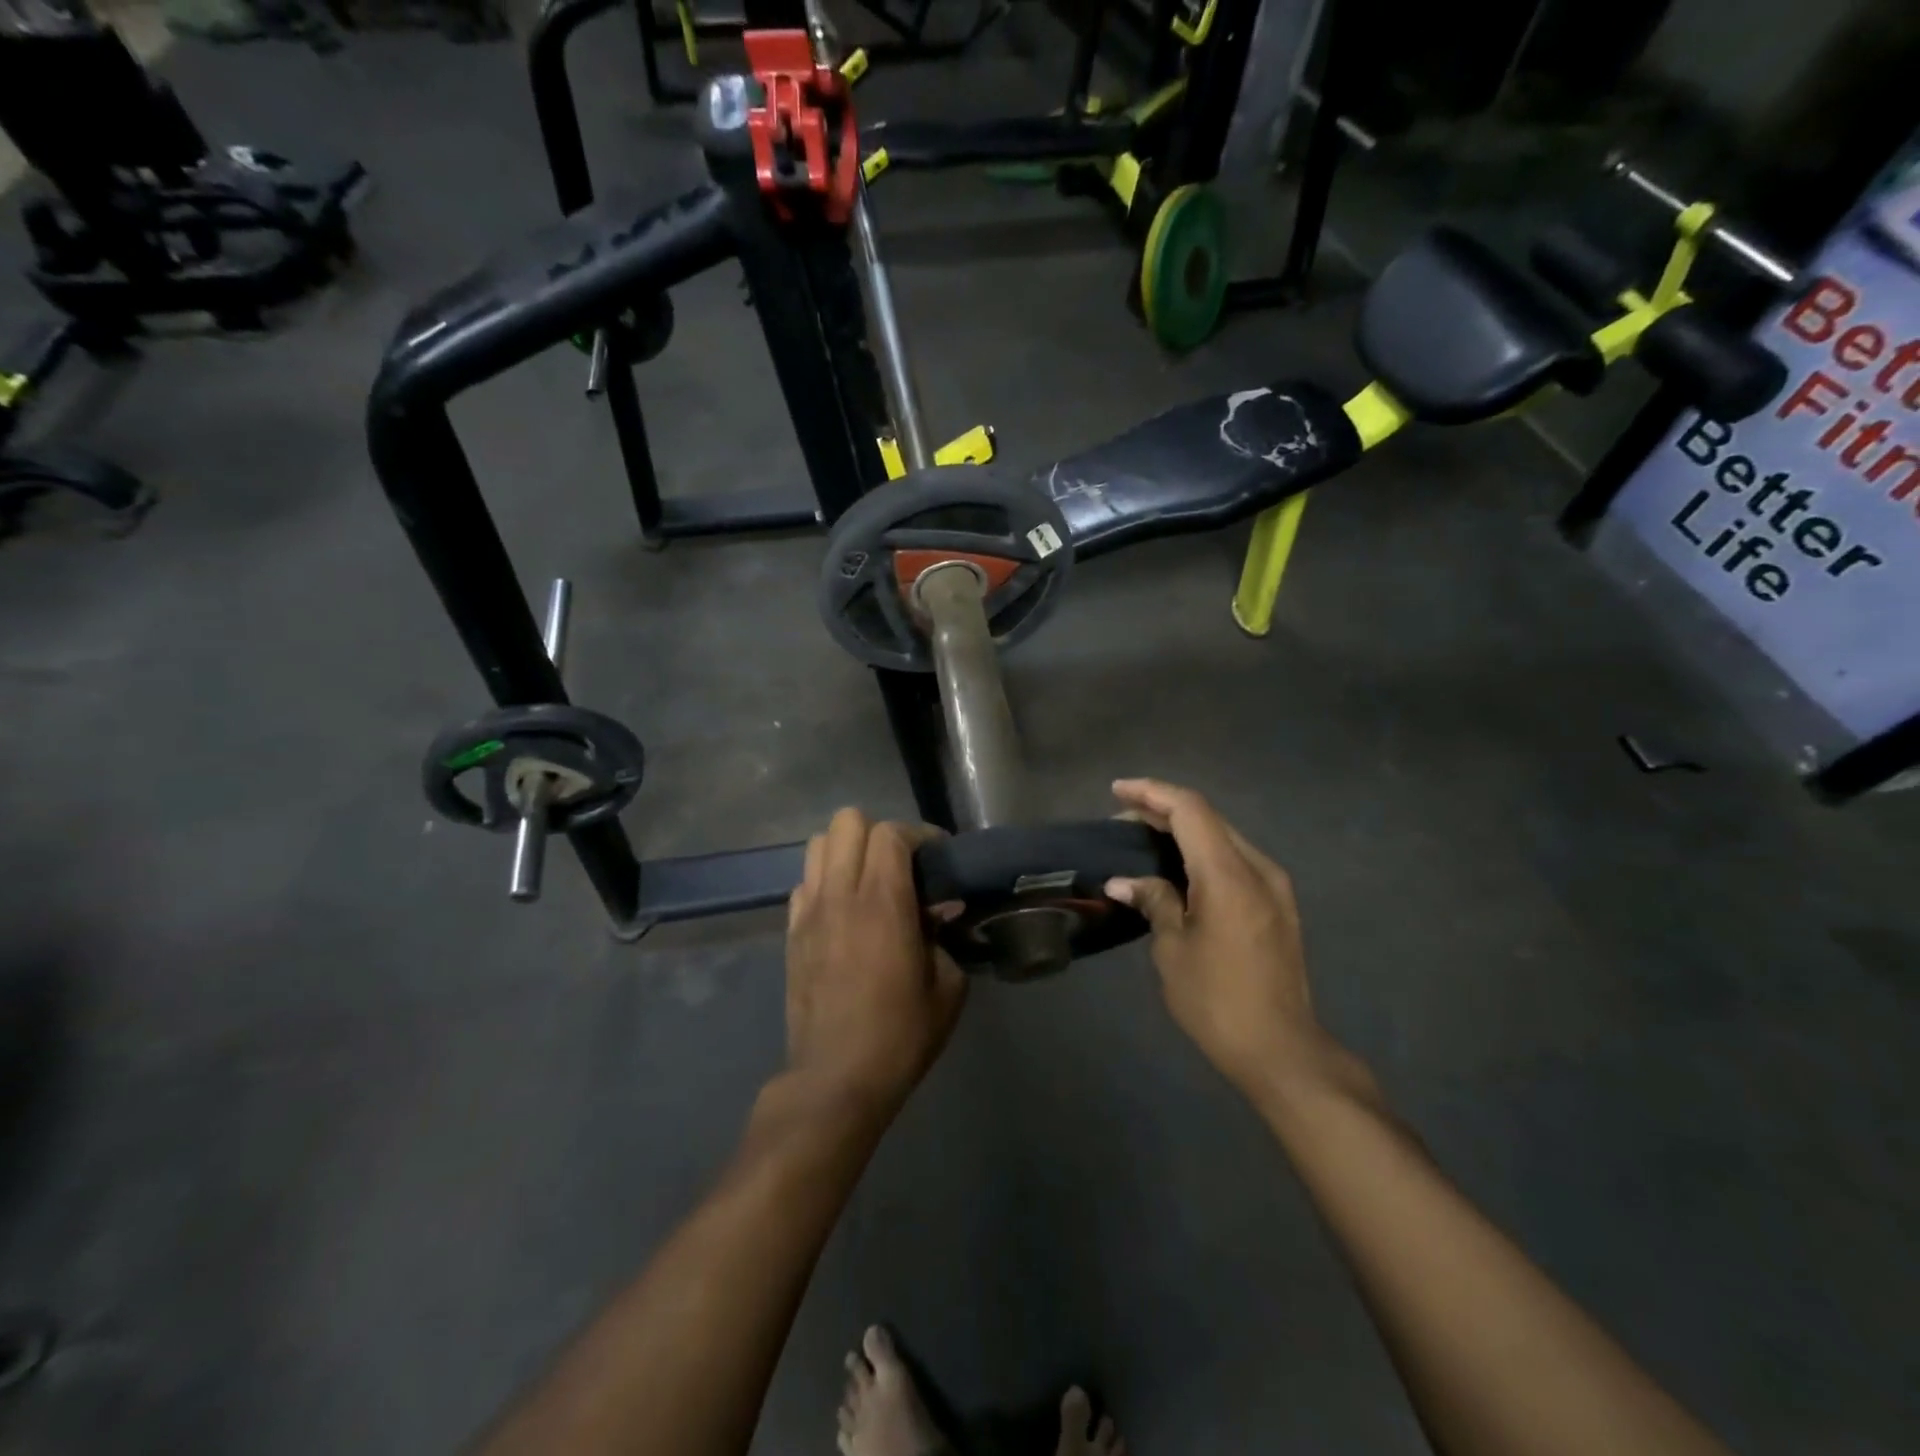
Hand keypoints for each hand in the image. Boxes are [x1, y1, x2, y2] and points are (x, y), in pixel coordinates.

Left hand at [784, 809, 966, 1116]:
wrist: (836, 1077)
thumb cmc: (900, 1034)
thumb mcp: (947, 986)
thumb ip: (946, 937)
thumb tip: (941, 911)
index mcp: (883, 904)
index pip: (891, 833)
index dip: (919, 834)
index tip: (938, 855)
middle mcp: (841, 895)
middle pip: (848, 822)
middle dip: (879, 833)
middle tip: (902, 865)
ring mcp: (809, 911)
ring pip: (818, 843)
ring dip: (847, 850)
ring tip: (869, 879)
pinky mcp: (791, 931)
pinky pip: (804, 881)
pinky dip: (825, 880)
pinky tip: (843, 909)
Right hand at [1105, 779, 1330, 1100]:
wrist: (1282, 1050)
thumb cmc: (1217, 1001)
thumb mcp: (1173, 950)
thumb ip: (1154, 902)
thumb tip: (1124, 881)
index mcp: (1229, 875)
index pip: (1190, 810)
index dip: (1151, 793)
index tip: (1116, 791)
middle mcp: (1258, 868)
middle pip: (1208, 818)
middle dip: (1163, 809)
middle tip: (1122, 818)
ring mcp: (1274, 886)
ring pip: (1223, 838)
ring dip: (1184, 831)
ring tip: (1143, 839)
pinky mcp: (1278, 905)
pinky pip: (1235, 861)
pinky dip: (1202, 853)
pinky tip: (1177, 869)